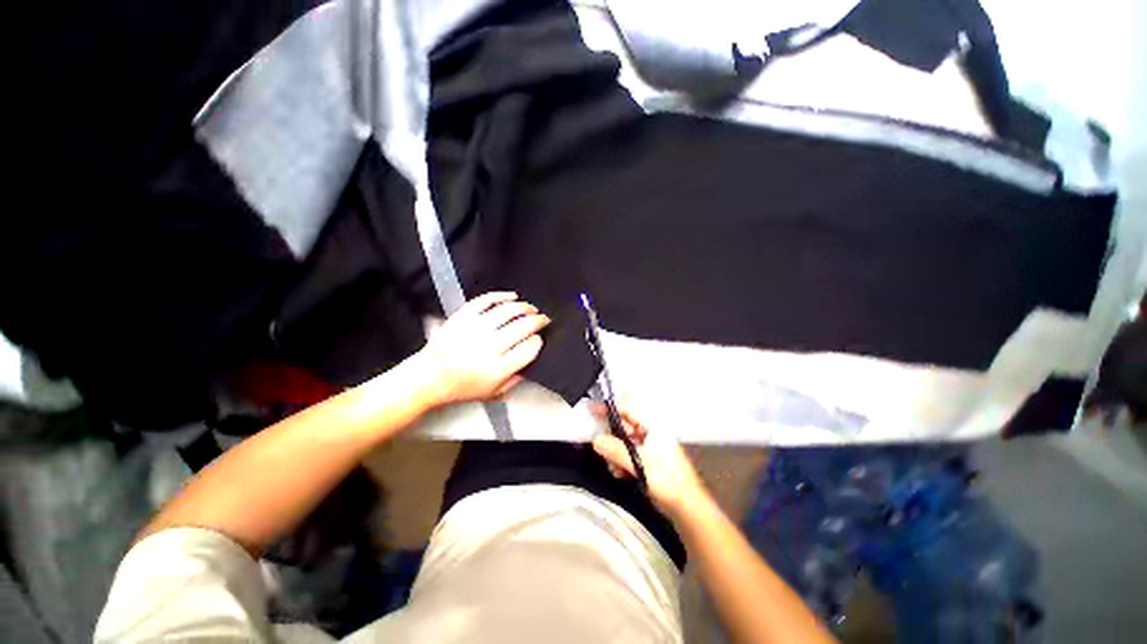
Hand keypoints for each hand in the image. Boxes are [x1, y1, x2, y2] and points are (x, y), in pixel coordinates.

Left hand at [416, 292, 549, 405]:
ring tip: (531, 308)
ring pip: (508, 311)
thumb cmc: (460, 387)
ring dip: (524, 307)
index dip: (538, 341)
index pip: (528, 348)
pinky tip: (511, 296)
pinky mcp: (463, 318)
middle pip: (523, 327)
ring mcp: (474, 330)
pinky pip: (485, 300)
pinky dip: (501, 296)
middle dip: (538, 320)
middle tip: (543, 319)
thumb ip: (515, 380)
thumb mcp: (493, 393)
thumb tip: (530, 361)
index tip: (539, 339)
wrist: (429, 377)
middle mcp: (487, 348)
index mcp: (497, 369)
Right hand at [591, 404, 707, 517]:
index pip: (628, 409)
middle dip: (610, 437)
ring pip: (623, 441)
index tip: (593, 410)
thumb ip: (616, 451)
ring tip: (615, 468)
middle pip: (623, 425)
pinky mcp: (647, 460)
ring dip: (614, 453)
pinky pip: (627, 454)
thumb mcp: (640, 464)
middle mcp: (650, 432)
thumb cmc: (668, 481)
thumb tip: (596, 440)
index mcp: (653, 426)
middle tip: (600, 447)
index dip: (610, 408)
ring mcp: (649, 446)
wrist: (687, 507)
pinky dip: (620, 461)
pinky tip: (621, 474)